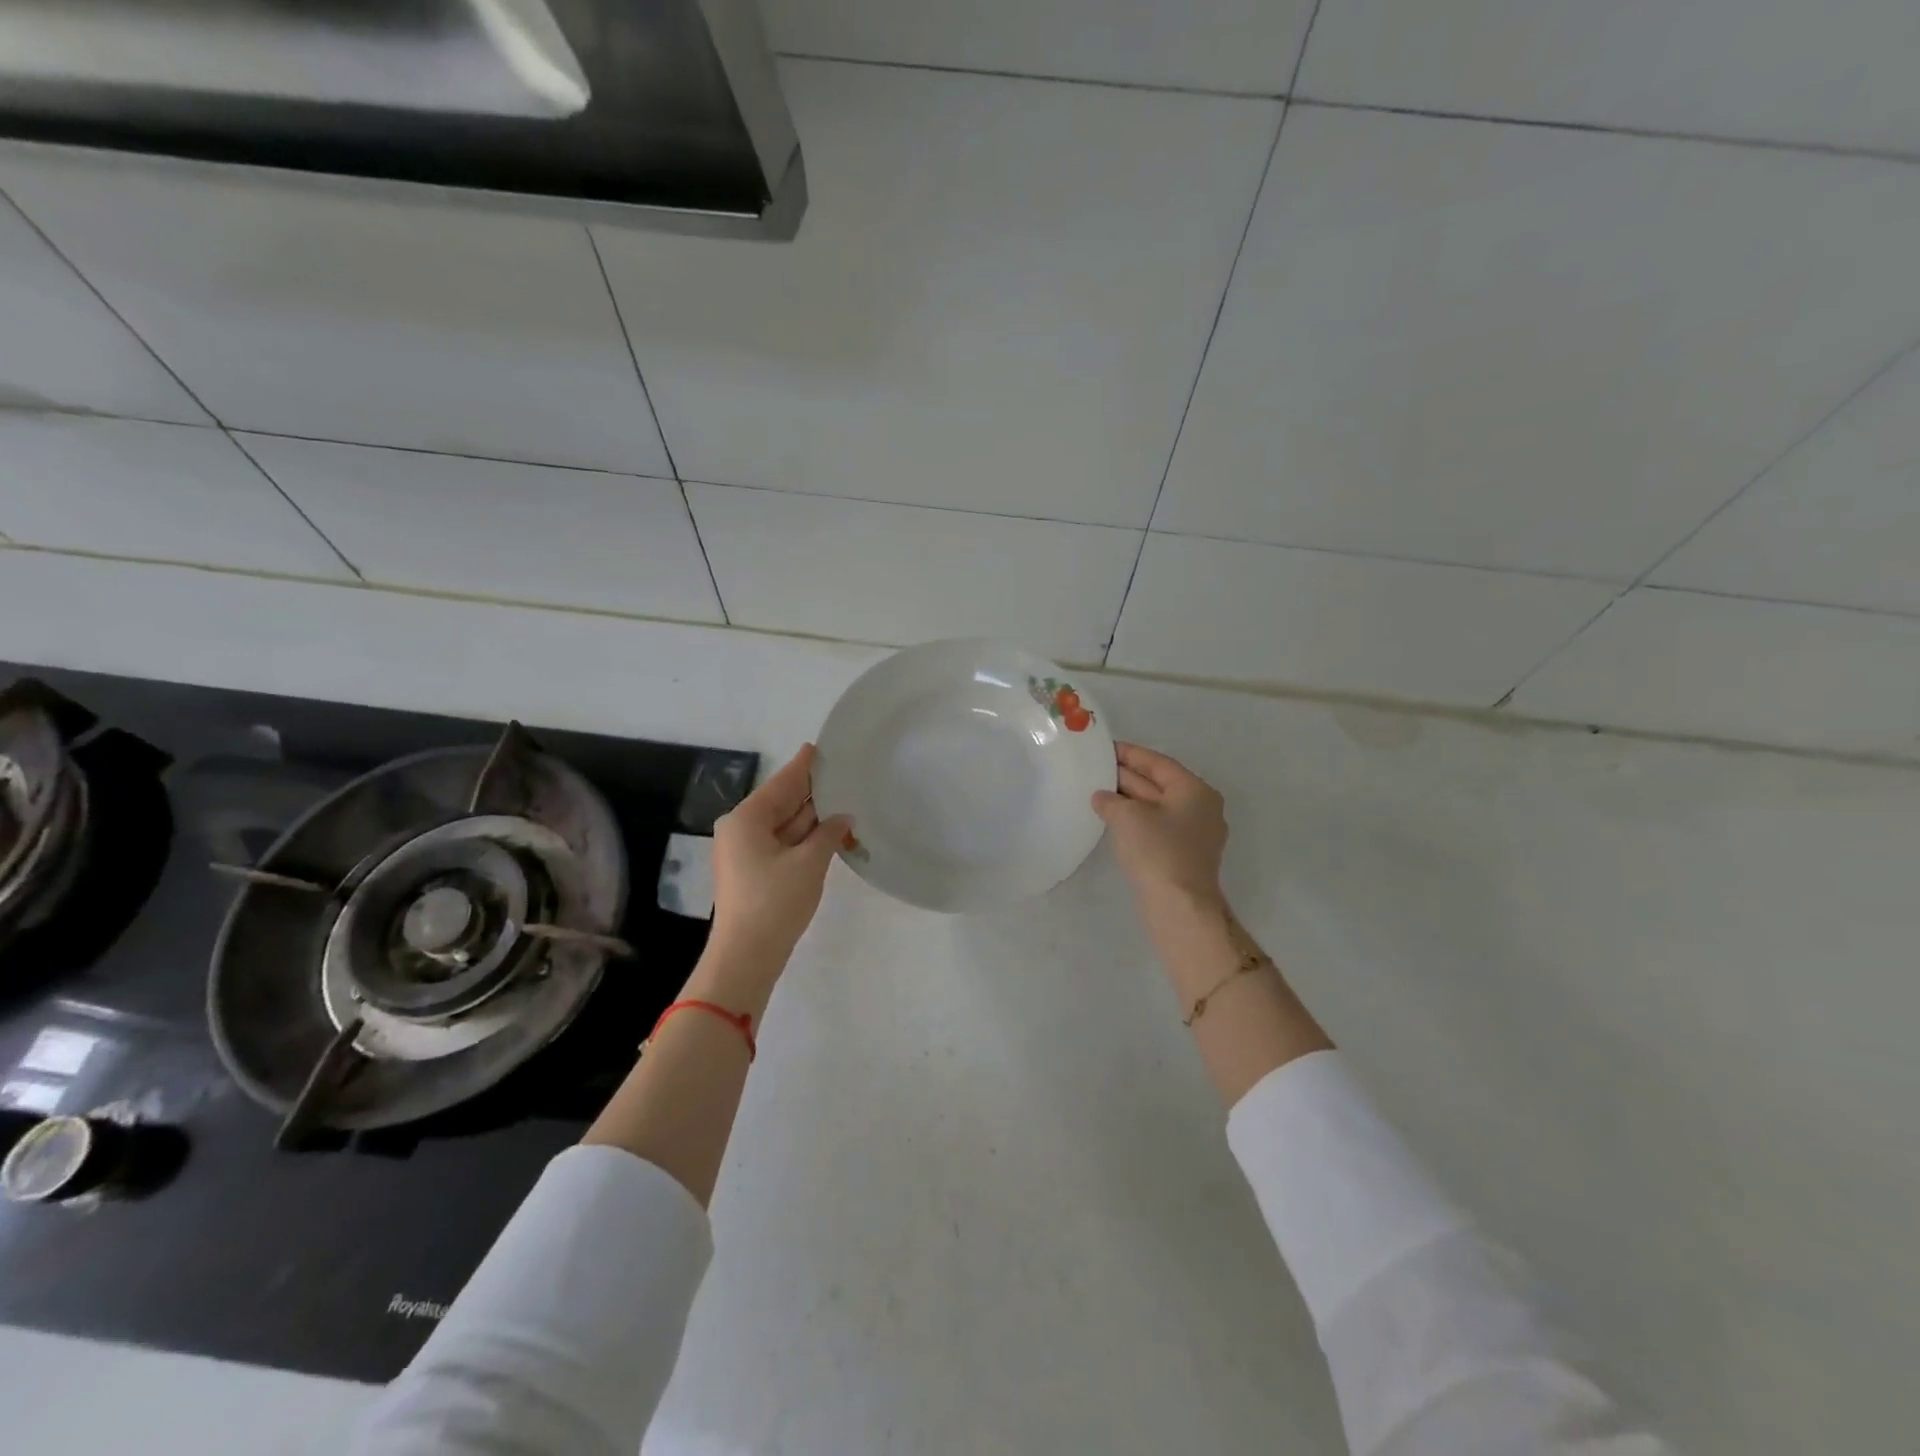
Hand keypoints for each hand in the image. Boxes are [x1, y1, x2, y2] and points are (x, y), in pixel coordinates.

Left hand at [708, 744, 851, 972]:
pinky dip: (806, 837)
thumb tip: (844, 817)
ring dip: (812, 817)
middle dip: (812, 791)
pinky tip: (830, 830)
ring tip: (844, 797)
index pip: (782, 783)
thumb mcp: (809, 863)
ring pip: (785, 824)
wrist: (746, 957)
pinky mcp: (755, 872)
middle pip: (782, 802)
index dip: (804, 766)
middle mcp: (742, 829)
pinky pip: (783, 843)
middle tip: (842, 772)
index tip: (820, 747)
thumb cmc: (775, 902)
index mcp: (747, 819)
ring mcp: (747, 852)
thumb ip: (828, 833)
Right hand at [1092, 742, 1228, 921]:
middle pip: (1159, 784)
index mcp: (1195, 790)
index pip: (1158, 763)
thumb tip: (1102, 797)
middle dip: (1127, 776)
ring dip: (1129, 799)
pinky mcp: (1184, 856)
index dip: (1130, 754)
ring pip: (1157, 807)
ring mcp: (1194, 834)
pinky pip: (1157, 827)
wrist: (1180, 908)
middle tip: (1096, 768)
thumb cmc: (1158, 852)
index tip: (1105, 748)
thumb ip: (1111, 800)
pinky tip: (1113, 821)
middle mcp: (1200, 808)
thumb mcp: (1127, 817)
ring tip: (1098, 792)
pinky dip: (1136, 820)